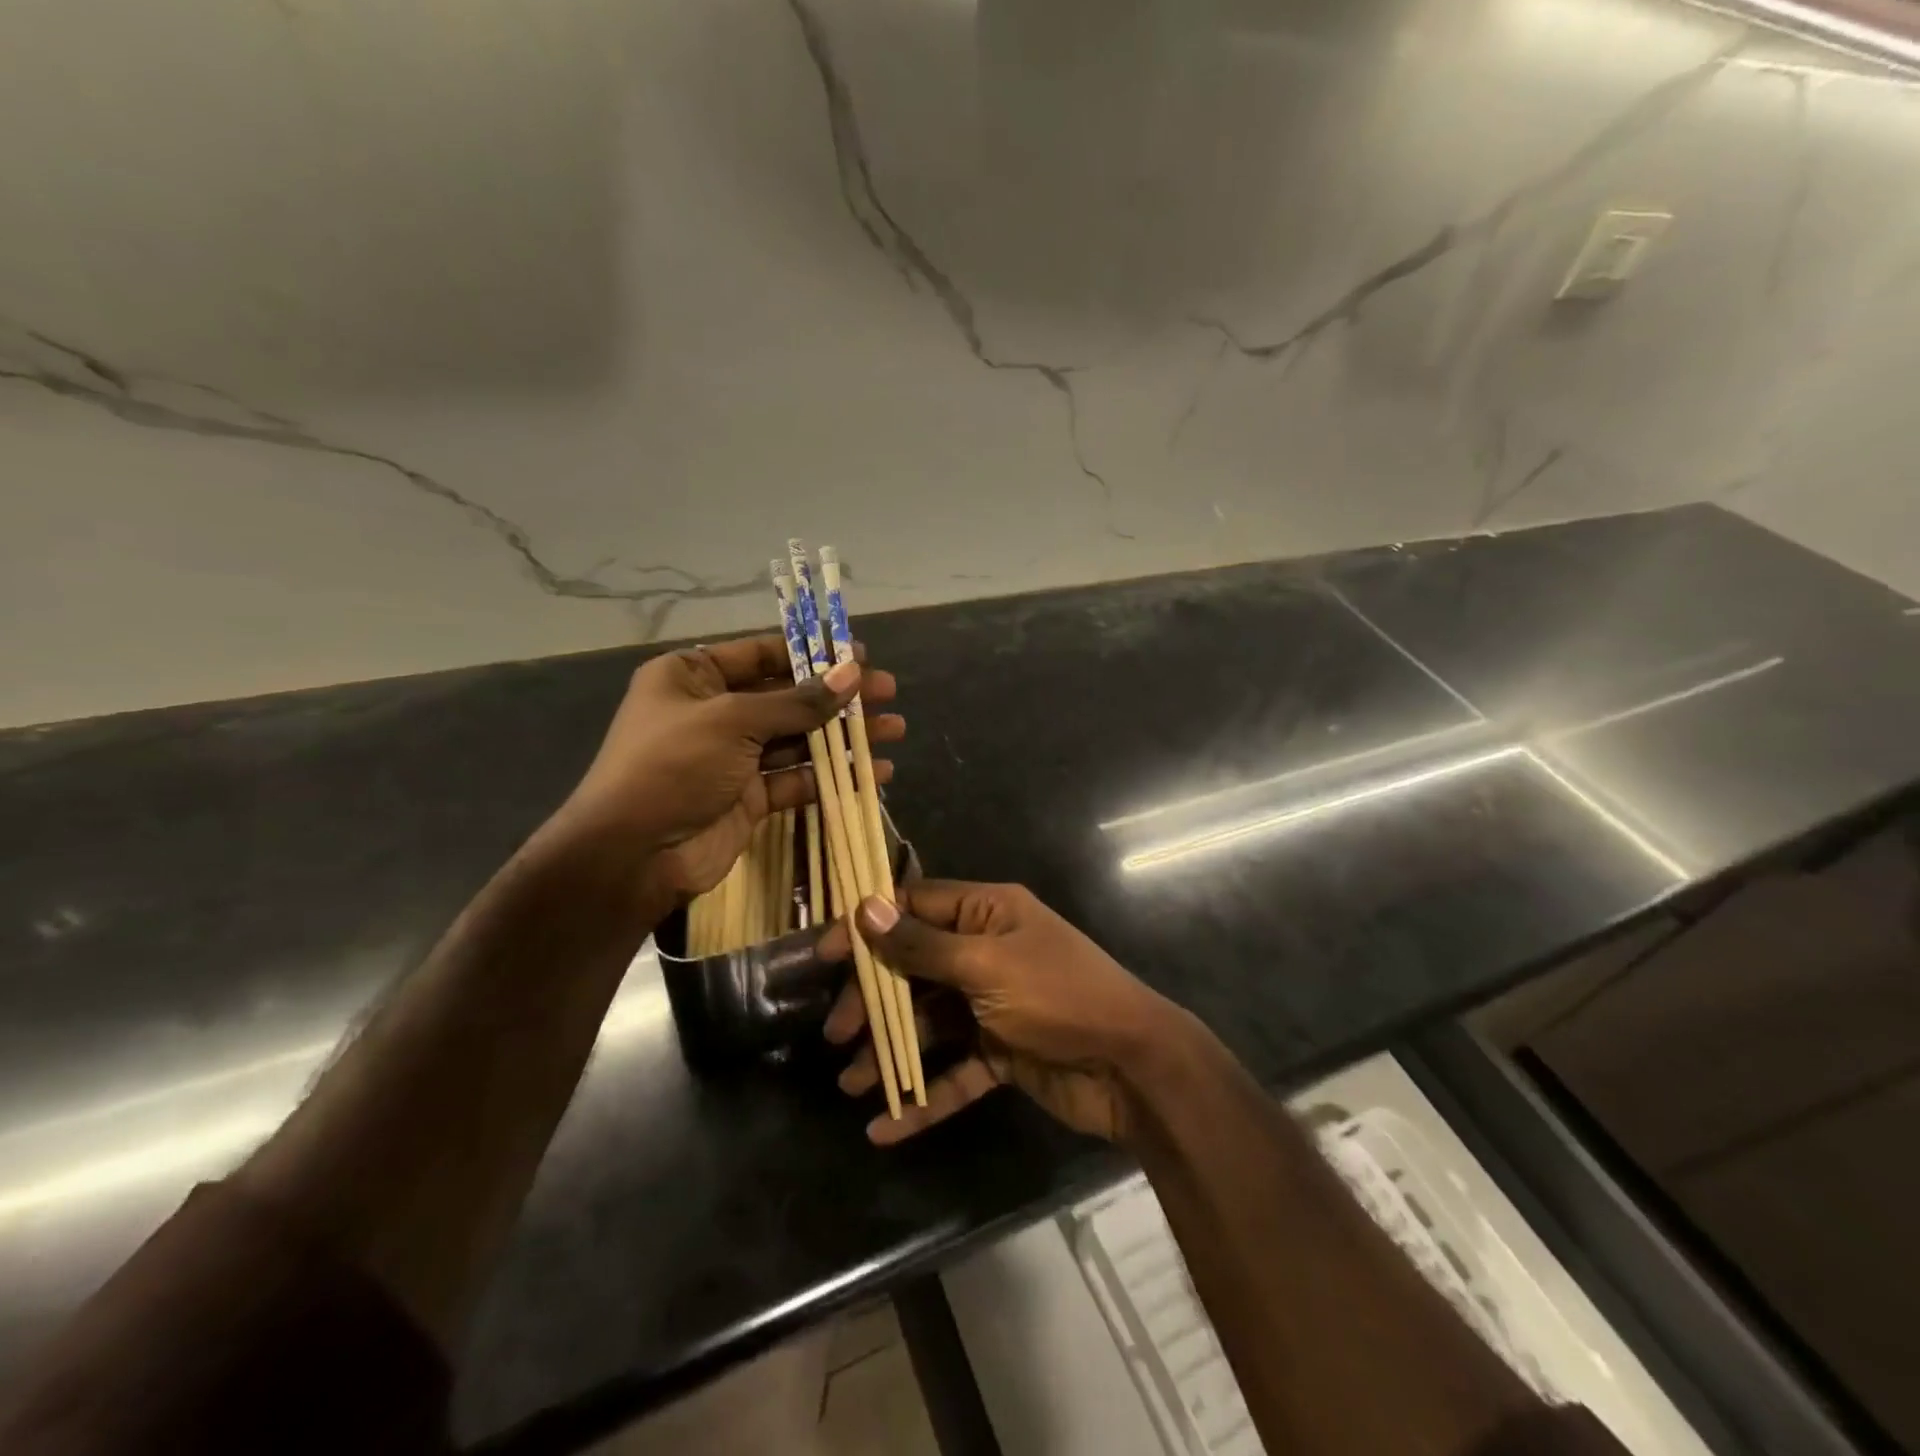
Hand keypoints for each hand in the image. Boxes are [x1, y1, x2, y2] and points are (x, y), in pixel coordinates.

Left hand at [557, 636, 903, 899]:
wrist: (633, 856)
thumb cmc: (673, 767)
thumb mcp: (733, 722)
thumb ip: (798, 701)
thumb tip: (853, 674)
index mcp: (693, 677)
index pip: (762, 654)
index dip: (813, 653)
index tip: (861, 656)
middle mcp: (713, 712)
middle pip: (787, 696)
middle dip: (838, 696)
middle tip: (889, 693)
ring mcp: (732, 757)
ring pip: (799, 738)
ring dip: (844, 736)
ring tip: (894, 730)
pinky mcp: (749, 796)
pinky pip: (798, 777)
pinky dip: (833, 775)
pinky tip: (875, 772)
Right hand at [821, 881, 1188, 1144]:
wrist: (1134, 1068)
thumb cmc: (1059, 997)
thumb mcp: (986, 966)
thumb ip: (923, 945)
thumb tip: (866, 909)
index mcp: (988, 913)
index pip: (916, 906)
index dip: (870, 926)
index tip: (825, 954)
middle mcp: (987, 952)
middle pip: (916, 968)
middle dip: (876, 999)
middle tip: (838, 1032)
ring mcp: (995, 1005)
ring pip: (931, 1023)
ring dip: (893, 1051)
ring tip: (853, 1083)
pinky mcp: (1003, 1053)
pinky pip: (955, 1070)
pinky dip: (925, 1094)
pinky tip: (888, 1126)